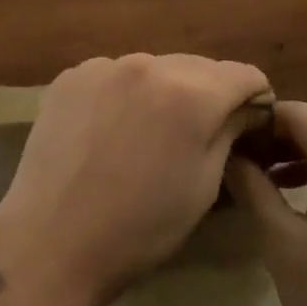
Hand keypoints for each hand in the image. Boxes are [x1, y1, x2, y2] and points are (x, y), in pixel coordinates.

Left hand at [0, 54, 271, 305]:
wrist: (51, 241)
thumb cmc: (140, 228)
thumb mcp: (204, 184)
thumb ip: (230, 131)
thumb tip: (246, 107)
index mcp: (191, 93)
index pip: (244, 74)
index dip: (255, 100)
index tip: (248, 127)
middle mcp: (149, 64)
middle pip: (199, 67)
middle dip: (209, 95)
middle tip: (198, 135)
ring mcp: (104, 66)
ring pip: (155, 68)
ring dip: (165, 92)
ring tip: (148, 135)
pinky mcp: (71, 76)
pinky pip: (116, 75)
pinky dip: (125, 94)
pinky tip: (111, 131)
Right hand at [226, 103, 306, 305]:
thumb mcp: (281, 242)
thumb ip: (253, 187)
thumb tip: (230, 153)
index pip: (297, 113)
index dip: (259, 119)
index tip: (228, 141)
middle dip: (274, 137)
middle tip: (236, 161)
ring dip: (294, 155)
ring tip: (256, 178)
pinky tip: (291, 194)